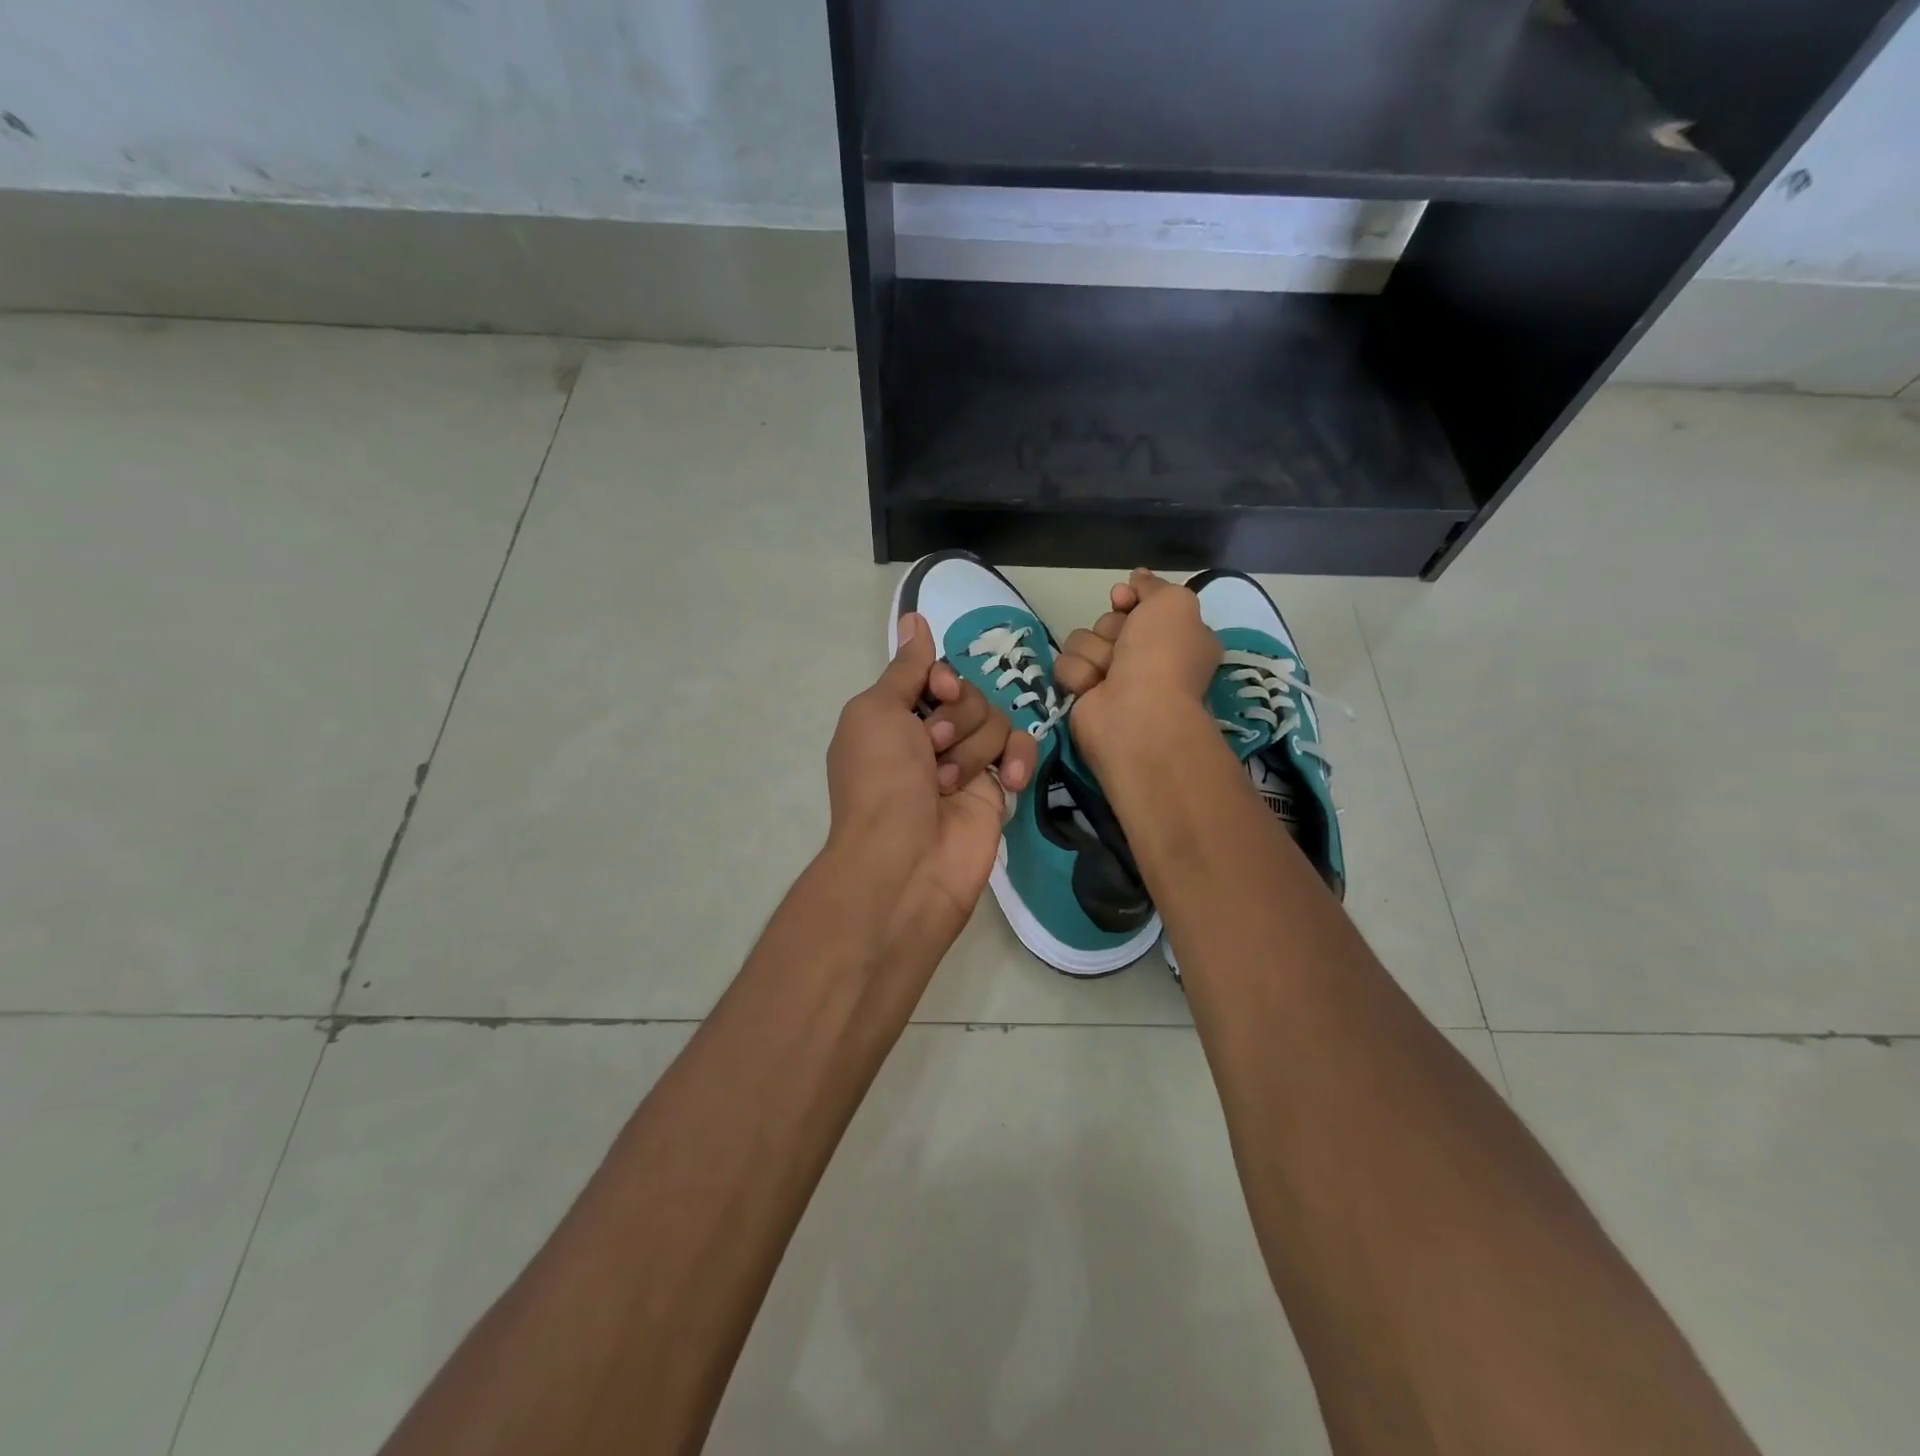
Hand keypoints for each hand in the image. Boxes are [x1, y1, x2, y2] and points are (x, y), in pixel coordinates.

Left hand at [825, 613, 1038, 943]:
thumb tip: (914, 618)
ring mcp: (966, 763)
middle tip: (932, 752)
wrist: (905, 861)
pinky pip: (1021, 751)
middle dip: (955, 719)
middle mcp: (930, 736)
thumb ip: (904, 668)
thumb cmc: (880, 781)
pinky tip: (1009, 781)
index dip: (944, 678)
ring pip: (996, 719)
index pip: (938, 674)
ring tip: (948, 784)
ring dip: (973, 748)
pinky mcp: (997, 789)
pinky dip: (1019, 759)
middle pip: (971, 694)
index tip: (940, 691)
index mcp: (895, 717)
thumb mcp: (876, 712)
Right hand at [1058, 569, 1220, 769]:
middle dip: (1111, 629)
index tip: (1122, 598)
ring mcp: (1113, 679)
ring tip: (1107, 674)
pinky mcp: (1083, 696)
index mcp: (1175, 638)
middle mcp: (1146, 659)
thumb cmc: (1163, 657)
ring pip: (1082, 641)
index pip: (1140, 605)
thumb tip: (1137, 577)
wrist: (1137, 714)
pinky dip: (1078, 674)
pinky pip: (1066, 666)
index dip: (1130, 598)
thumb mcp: (1174, 603)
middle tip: (1125, 648)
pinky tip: (1092, 689)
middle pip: (1108, 621)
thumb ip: (1153, 586)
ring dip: (1093, 653)